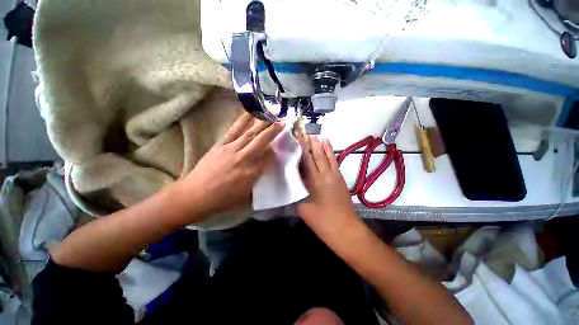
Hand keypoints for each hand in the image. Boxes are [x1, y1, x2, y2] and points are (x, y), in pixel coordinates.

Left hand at [180, 113, 283, 215]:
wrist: (195, 196)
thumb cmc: (222, 200)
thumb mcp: (245, 195)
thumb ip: (257, 179)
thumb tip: (264, 166)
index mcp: (251, 173)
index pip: (268, 157)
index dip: (275, 150)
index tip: (280, 145)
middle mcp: (243, 159)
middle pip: (261, 141)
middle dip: (273, 131)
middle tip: (282, 121)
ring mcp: (231, 150)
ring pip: (249, 133)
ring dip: (261, 123)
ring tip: (270, 114)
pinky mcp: (220, 145)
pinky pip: (233, 131)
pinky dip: (242, 120)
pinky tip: (249, 113)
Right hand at [297, 134, 359, 236]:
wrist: (346, 230)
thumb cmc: (323, 222)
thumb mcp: (304, 208)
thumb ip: (298, 193)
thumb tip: (294, 182)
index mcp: (315, 181)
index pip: (306, 159)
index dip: (302, 147)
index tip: (298, 136)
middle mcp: (325, 175)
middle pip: (317, 155)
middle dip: (311, 143)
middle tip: (306, 132)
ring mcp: (335, 176)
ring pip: (328, 157)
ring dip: (323, 146)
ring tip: (318, 136)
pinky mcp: (341, 180)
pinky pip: (335, 163)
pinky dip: (331, 154)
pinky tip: (328, 149)